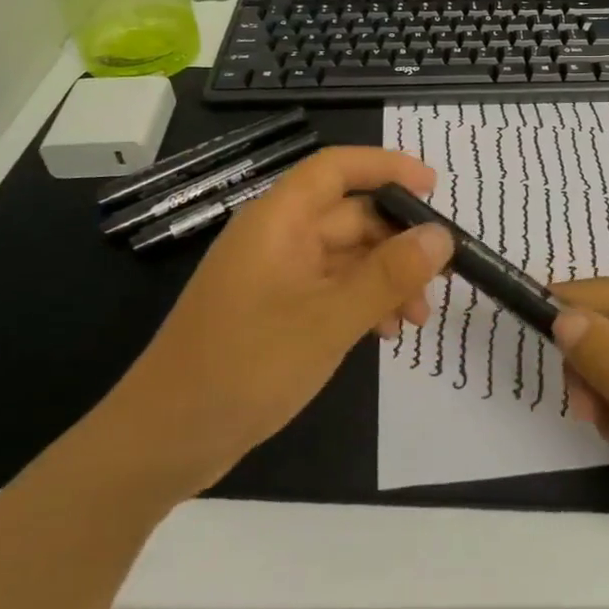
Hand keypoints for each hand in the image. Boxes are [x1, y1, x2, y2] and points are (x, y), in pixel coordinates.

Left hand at [87, 147, 452, 502]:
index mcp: (279, 221)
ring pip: (347, 257)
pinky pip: (333, 289)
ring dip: (387, 278)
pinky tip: (386, 334)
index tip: (434, 188)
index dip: (386, 167)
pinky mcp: (278, 311)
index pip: (336, 168)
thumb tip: (442, 236)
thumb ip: (388, 275)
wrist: (165, 442)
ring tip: (418, 318)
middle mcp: (278, 238)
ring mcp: (277, 276)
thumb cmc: (244, 368)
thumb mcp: (328, 321)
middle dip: (399, 242)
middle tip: (444, 274)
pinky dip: (364, 303)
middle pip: (350, 216)